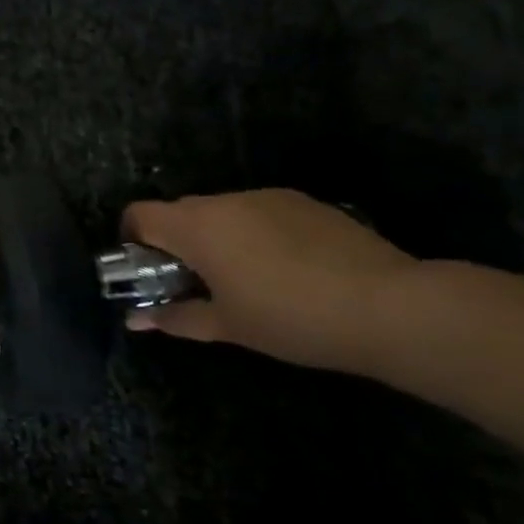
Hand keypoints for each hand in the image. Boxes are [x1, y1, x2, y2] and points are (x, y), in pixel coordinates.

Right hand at [122, 189, 418, 372]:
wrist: (391, 306)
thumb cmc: (291, 318)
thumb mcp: (227, 326)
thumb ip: (176, 317)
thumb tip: (136, 321)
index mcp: (196, 227)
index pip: (140, 214)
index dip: (132, 239)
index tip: (146, 270)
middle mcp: (225, 201)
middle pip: (179, 211)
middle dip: (176, 242)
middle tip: (193, 283)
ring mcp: (268, 197)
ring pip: (222, 211)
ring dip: (217, 237)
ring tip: (245, 279)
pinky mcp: (305, 203)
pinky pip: (259, 213)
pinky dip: (254, 234)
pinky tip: (286, 270)